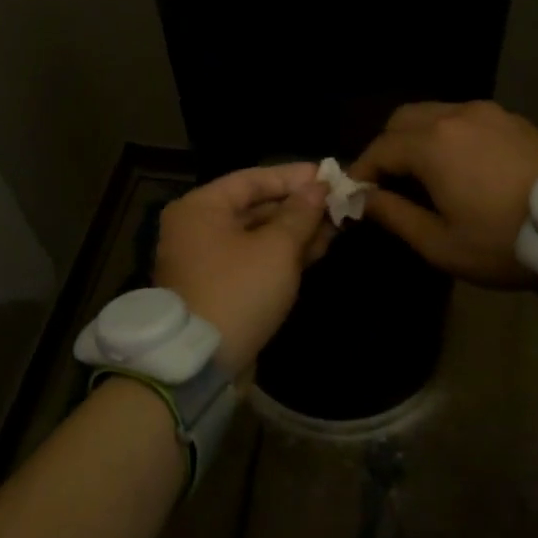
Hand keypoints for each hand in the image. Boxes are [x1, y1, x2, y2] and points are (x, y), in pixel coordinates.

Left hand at [153, 162, 331, 376]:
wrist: (201, 363)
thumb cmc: (238, 291)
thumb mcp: (277, 248)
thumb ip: (300, 214)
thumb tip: (318, 187)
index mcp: (201, 208)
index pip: (253, 179)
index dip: (294, 176)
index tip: (329, 175)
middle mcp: (198, 228)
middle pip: (255, 207)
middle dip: (299, 206)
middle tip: (339, 202)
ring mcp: (207, 260)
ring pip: (258, 235)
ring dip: (296, 231)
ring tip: (338, 224)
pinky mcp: (219, 288)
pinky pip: (255, 259)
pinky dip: (283, 254)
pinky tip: (319, 249)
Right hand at [348, 101, 537, 286]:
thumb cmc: (504, 241)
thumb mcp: (441, 244)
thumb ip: (395, 216)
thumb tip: (363, 199)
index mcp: (431, 145)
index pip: (379, 149)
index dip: (362, 171)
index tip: (357, 194)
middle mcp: (454, 116)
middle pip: (402, 119)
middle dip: (387, 147)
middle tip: (389, 181)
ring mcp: (487, 113)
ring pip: (434, 112)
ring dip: (417, 137)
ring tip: (424, 172)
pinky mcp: (512, 119)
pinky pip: (464, 117)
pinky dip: (448, 133)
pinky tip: (461, 164)